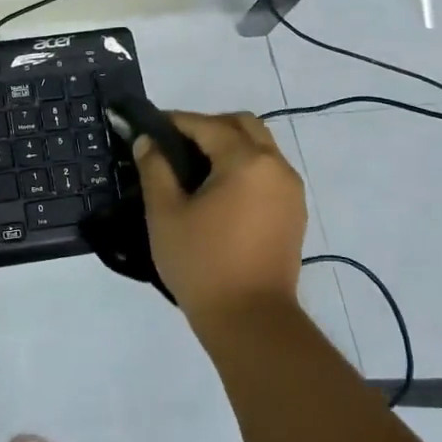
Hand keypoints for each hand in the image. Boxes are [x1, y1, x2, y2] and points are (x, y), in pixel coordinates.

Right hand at [133, 111, 306, 328]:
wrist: (250, 321)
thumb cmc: (202, 263)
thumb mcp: (165, 214)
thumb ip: (155, 169)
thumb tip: (147, 141)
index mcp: (246, 161)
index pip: (207, 125)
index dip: (175, 121)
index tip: (149, 127)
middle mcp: (276, 167)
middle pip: (243, 125)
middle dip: (207, 126)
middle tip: (175, 144)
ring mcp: (291, 190)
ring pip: (260, 147)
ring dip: (229, 145)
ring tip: (194, 168)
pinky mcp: (294, 213)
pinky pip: (268, 171)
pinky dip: (244, 166)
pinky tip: (218, 191)